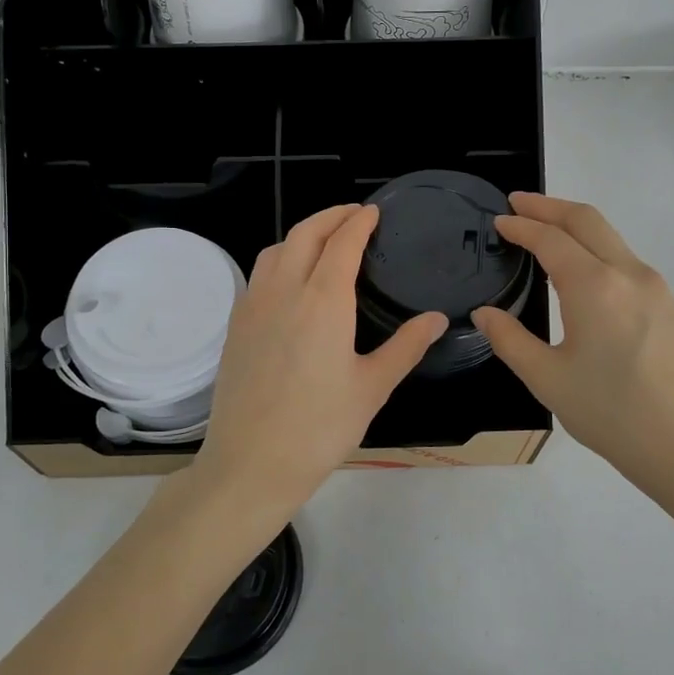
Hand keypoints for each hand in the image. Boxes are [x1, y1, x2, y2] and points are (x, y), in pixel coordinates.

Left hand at [192, 204, 445, 524]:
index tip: (373, 212)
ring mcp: (253, 306)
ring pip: (276, 249)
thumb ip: (405, 346)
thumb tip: (438, 318)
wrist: (251, 463)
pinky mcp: (236, 325)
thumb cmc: (320, 428)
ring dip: (302, 234)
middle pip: (305, 234)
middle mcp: (284, 291)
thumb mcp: (372, 388)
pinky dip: (280, 258)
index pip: (342, 243)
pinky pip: (259, 274)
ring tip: (324, 241)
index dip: (359, 222)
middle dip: (331, 216)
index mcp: (323, 301)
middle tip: (353, 215)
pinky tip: (291, 280)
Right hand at [471, 193, 673, 497]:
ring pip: (610, 236)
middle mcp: (628, 273)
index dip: (521, 226)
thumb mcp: (548, 379)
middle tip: (518, 203)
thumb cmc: (612, 414)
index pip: (551, 239)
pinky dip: (594, 247)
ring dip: (574, 224)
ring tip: (543, 231)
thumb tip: (485, 313)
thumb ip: (510, 340)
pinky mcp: (668, 304)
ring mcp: (654, 287)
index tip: (498, 221)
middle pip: (586, 220)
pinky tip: (578, 269)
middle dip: (549, 206)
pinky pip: (624, 259)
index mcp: (594, 287)